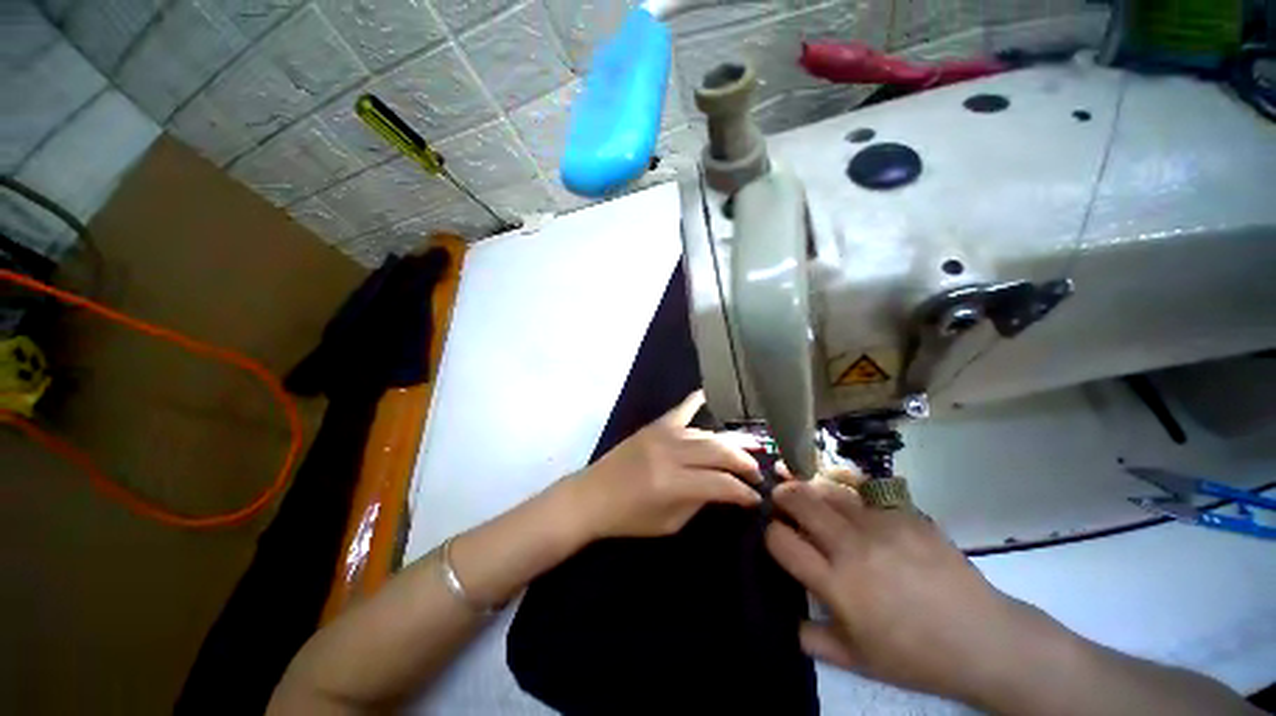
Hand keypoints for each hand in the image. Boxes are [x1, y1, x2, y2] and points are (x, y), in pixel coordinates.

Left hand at [567, 391, 762, 538]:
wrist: (591, 496)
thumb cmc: (628, 517)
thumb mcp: (669, 522)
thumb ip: (700, 502)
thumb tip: (725, 488)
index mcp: (673, 483)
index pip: (721, 483)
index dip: (744, 491)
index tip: (756, 497)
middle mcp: (671, 453)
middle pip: (719, 451)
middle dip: (744, 461)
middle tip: (758, 471)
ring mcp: (661, 435)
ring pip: (706, 433)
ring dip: (730, 441)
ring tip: (749, 447)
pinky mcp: (653, 426)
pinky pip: (680, 410)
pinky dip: (695, 401)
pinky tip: (709, 395)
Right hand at [766, 479, 1058, 701]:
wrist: (983, 639)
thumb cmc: (916, 655)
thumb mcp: (859, 661)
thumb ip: (815, 641)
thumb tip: (789, 621)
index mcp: (837, 585)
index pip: (781, 541)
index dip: (770, 533)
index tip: (775, 535)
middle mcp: (853, 548)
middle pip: (800, 502)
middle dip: (782, 495)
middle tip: (781, 498)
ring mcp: (881, 527)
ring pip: (829, 489)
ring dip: (812, 488)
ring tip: (809, 492)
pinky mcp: (905, 515)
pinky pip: (865, 492)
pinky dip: (848, 490)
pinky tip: (848, 496)